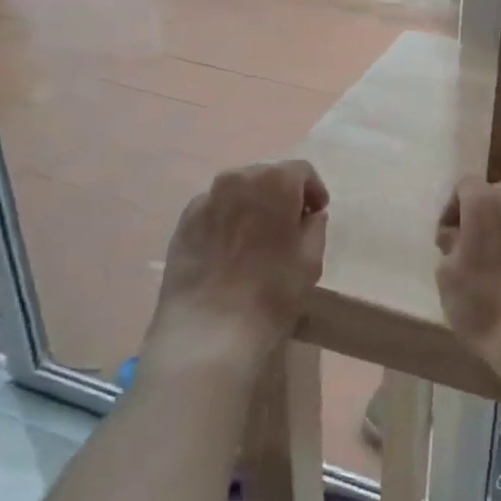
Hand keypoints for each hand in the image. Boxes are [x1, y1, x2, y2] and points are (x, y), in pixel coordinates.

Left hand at [150, 160, 328, 368]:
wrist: (208, 329)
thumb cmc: (271, 292)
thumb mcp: (310, 260)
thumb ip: (315, 228)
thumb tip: (309, 216)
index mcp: (275, 181)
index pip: (301, 171)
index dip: (313, 191)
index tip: (316, 214)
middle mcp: (238, 178)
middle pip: (267, 176)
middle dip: (282, 195)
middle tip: (289, 226)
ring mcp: (206, 199)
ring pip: (238, 191)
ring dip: (253, 205)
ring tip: (258, 238)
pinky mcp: (183, 222)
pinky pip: (215, 210)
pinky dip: (227, 219)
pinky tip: (230, 250)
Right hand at [434, 179, 500, 380]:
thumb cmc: (484, 303)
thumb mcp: (447, 276)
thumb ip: (450, 246)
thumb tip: (459, 237)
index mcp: (486, 202)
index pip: (465, 185)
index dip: (451, 209)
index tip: (445, 241)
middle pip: (492, 196)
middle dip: (475, 215)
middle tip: (463, 249)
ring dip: (497, 231)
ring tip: (486, 267)